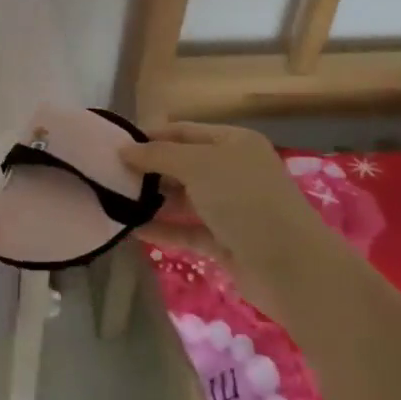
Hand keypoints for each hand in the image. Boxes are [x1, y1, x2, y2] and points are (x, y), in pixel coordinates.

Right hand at [121, 122, 325, 319]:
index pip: (184, 131)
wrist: (291, 267)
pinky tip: (132, 230)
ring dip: (153, 201)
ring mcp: (231, 209)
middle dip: (149, 170)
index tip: (115, 145)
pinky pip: (188, 231)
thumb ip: (158, 155)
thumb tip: (123, 149)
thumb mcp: (198, 166)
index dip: (151, 136)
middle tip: (109, 175)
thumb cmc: (244, 200)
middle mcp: (233, 171)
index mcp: (234, 143)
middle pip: (183, 165)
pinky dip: (163, 230)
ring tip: (114, 201)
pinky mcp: (226, 242)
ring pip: (184, 199)